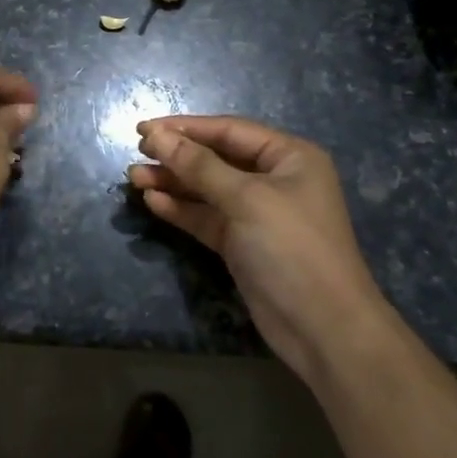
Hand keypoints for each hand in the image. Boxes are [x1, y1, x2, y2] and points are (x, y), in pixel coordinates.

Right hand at [128, 116, 384, 384]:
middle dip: (176, 156)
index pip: (229, 130)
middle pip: (216, 158)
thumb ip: (199, 166)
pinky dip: (181, 209)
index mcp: (289, 157)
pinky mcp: (242, 244)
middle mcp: (274, 180)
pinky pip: (206, 217)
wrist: (323, 329)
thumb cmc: (292, 248)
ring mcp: (257, 213)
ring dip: (172, 182)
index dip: (185, 128)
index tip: (143, 129)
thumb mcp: (246, 199)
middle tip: (136, 153)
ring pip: (207, 189)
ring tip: (133, 178)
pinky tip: (152, 201)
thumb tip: (157, 135)